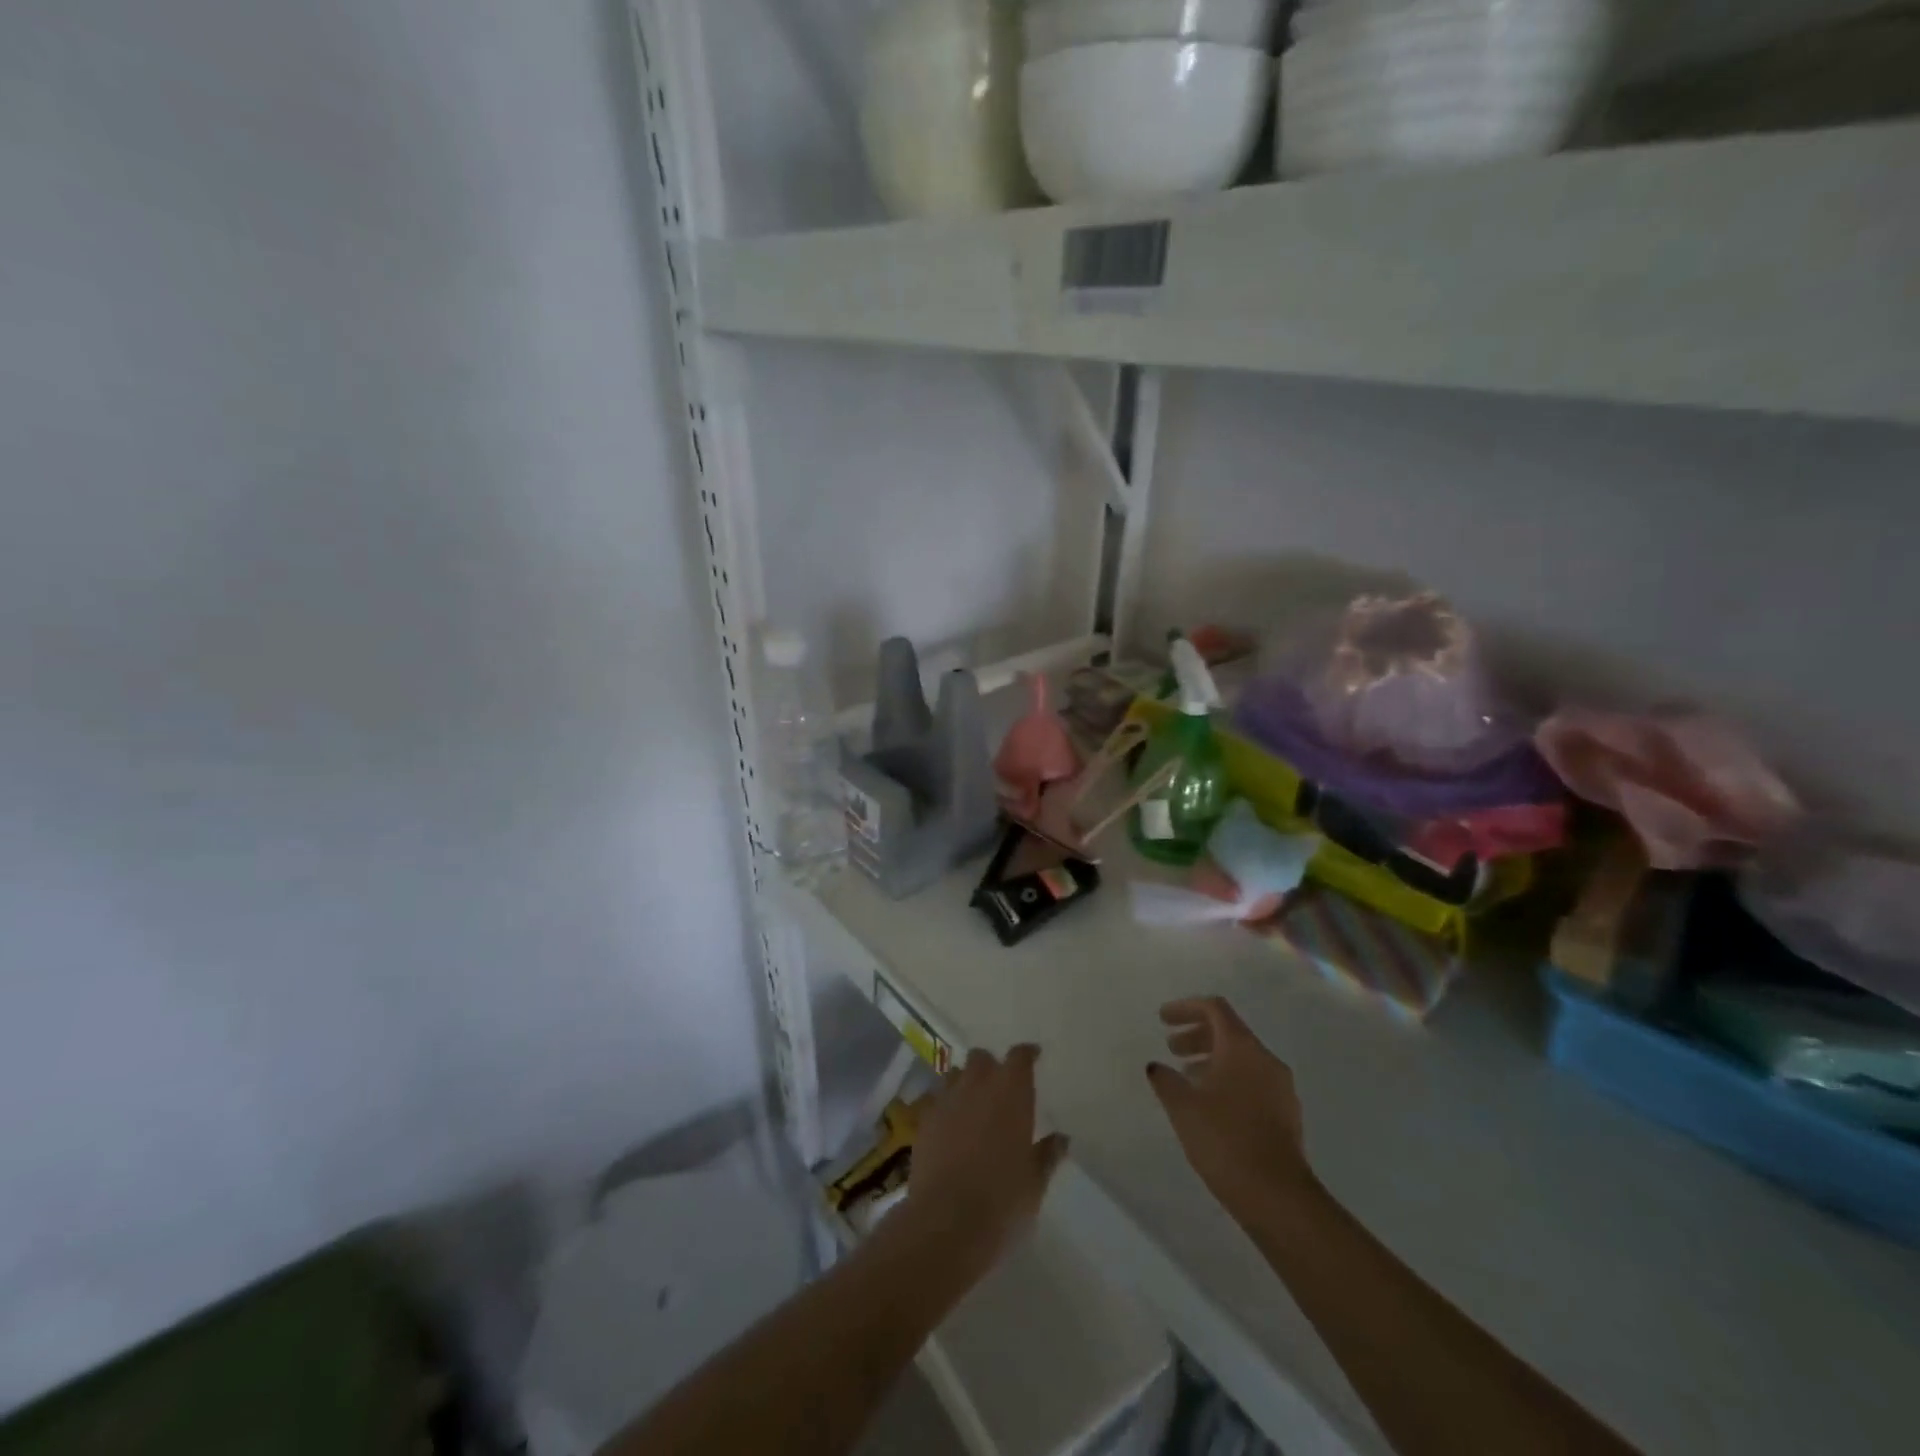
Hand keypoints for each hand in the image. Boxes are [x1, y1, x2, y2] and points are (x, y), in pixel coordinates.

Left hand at [906, 1045, 1069, 1271]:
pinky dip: (945, 1106)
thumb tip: (1061, 1139)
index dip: (1027, 1054)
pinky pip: (936, 1100)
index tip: (1033, 1056)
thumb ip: (1048, 1154)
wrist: (947, 1221)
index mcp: (1011, 1092)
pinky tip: (950, 1126)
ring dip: (965, 1082)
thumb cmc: (1002, 1200)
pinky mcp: (924, 1120)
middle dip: (991, 1066)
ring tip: (973, 1104)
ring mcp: (947, 1100)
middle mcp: (977, 1085)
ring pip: (956, 1074)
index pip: (1020, 1057)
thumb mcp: (1035, 1181)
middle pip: (982, 1058)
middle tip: (1000, 1087)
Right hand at [1147, 997, 1316, 1219]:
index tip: (1162, 1019)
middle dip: (1197, 1035)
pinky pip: (1253, 1081)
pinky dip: (1228, 1080)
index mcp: (1242, 1048)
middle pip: (1229, 1032)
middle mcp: (1266, 1060)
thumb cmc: (1225, 1140)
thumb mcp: (1183, 1107)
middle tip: (1171, 1049)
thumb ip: (1166, 1080)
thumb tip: (1157, 1067)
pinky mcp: (1286, 1114)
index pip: (1215, 1009)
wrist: (1278, 1197)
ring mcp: (1281, 1088)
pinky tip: (1210, 1105)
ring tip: (1187, 1078)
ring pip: (1242, 1058)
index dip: (1186, 1008)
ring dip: (1212, 1059)